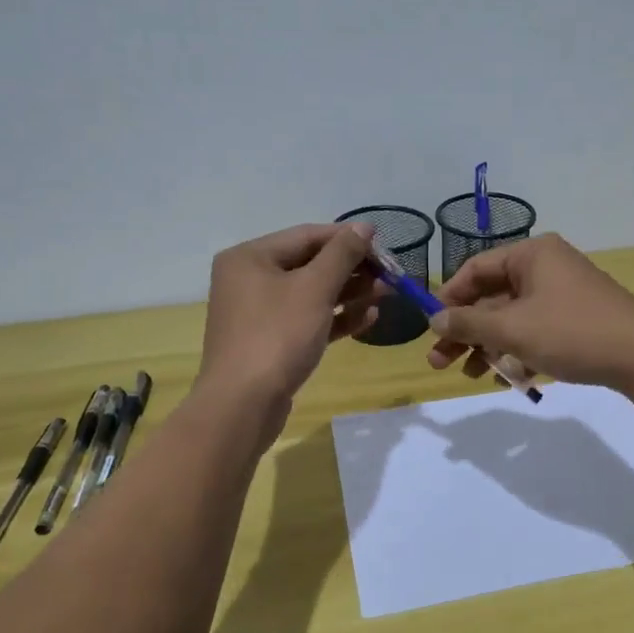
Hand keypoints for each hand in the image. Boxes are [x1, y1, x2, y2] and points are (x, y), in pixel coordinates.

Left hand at [199, 223, 379, 409]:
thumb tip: (363, 227)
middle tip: (390, 274)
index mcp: (250, 257)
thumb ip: (342, 254)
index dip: (347, 238)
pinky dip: (336, 318)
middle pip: (310, 264)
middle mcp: (250, 280)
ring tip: (387, 293)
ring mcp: (259, 313)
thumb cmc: (277, 336)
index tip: (384, 245)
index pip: (307, 236)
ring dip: (350, 293)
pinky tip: (369, 317)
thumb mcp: (314, 289)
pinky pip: (308, 320)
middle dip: (352, 269)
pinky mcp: (271, 342)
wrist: (243, 405)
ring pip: (311, 294)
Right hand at [426, 234, 633, 389]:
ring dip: (488, 345)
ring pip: (512, 317)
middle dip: (466, 331)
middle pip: (492, 296)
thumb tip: (434, 319)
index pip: (476, 269)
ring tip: (470, 374)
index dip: (449, 298)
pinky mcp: (576, 319)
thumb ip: (469, 324)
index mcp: (532, 255)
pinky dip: (517, 350)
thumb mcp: (512, 329)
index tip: (430, 328)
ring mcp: (563, 294)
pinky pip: (535, 330)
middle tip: (439, 361)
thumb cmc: (571, 332)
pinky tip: (506, 377)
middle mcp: (546, 267)